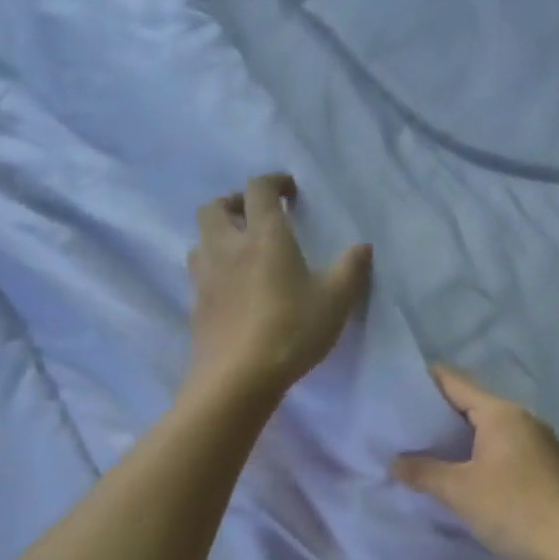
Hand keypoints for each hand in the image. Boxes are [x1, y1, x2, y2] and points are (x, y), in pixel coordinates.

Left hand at [186, 174, 372, 402]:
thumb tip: (363, 246)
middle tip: (254, 217)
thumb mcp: (334, 301)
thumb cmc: (291, 331)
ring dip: (217, 236)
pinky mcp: (196, 306)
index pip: (259, 189)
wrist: (238, 377)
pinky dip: (213, 270)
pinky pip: (199, 275)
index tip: (288, 190)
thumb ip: (350, 270)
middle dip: (233, 203)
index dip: (273, 182)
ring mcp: (206, 277)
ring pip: (200, 240)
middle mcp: (228, 247)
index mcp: (264, 236)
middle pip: (214, 207)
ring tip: (238, 252)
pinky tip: (230, 290)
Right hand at [391, 364, 558, 559]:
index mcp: (502, 413)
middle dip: (442, 413)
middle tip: (408, 425)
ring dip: (464, 436)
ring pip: (493, 428)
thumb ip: (423, 471)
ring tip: (432, 450)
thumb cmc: (512, 509)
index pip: (456, 382)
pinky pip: (507, 448)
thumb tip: (395, 461)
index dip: (426, 381)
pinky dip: (484, 452)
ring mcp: (542, 442)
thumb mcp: (459, 491)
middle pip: (475, 404)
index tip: (400, 386)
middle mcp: (525, 418)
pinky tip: (469, 472)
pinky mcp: (550, 466)